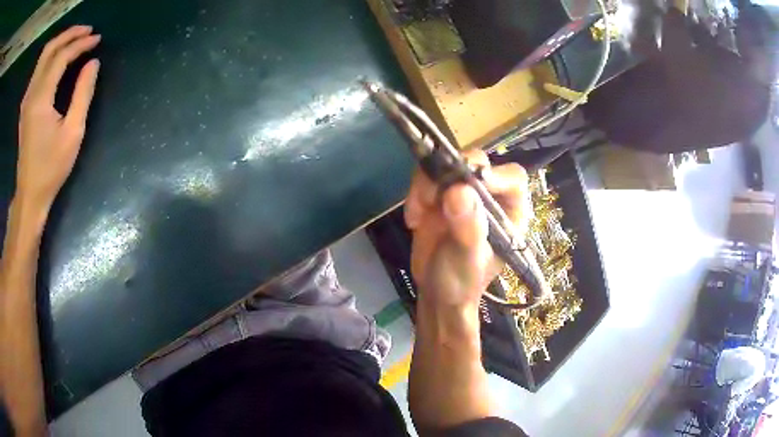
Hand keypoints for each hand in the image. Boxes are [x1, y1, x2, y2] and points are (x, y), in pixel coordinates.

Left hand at [16, 25, 100, 210]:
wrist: (29, 195)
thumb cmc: (51, 169)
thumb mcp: (72, 133)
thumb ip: (83, 94)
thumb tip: (93, 63)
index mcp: (41, 99)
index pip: (61, 57)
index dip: (81, 44)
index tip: (97, 40)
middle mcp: (31, 94)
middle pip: (49, 49)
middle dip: (69, 34)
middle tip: (86, 31)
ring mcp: (26, 100)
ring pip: (42, 57)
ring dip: (59, 43)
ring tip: (75, 40)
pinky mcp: (25, 106)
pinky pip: (38, 70)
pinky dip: (51, 56)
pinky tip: (59, 58)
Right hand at [404, 150, 531, 307]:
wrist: (437, 293)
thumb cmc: (462, 282)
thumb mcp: (468, 260)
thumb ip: (468, 228)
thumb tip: (458, 190)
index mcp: (511, 212)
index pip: (512, 178)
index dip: (492, 174)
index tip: (465, 185)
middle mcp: (491, 196)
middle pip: (477, 163)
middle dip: (451, 175)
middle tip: (432, 198)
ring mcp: (464, 192)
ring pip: (447, 163)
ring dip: (427, 184)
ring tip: (418, 215)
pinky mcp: (440, 192)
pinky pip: (426, 175)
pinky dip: (415, 192)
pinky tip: (414, 220)